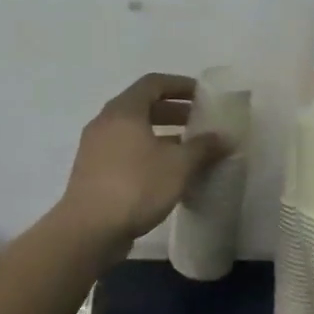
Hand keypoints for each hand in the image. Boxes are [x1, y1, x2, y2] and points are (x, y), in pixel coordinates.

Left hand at [59, 73, 228, 255]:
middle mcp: (105, 122)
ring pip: (133, 130)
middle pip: (142, 106)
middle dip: (173, 111)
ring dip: (161, 134)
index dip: (180, 85)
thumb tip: (224, 137)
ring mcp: (95, 148)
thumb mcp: (178, 165)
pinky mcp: (93, 171)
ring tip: (187, 149)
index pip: (153, 83)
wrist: (89, 230)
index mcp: (124, 111)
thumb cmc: (136, 186)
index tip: (203, 95)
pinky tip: (166, 172)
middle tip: (199, 122)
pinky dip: (147, 152)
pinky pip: (125, 150)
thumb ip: (203, 147)